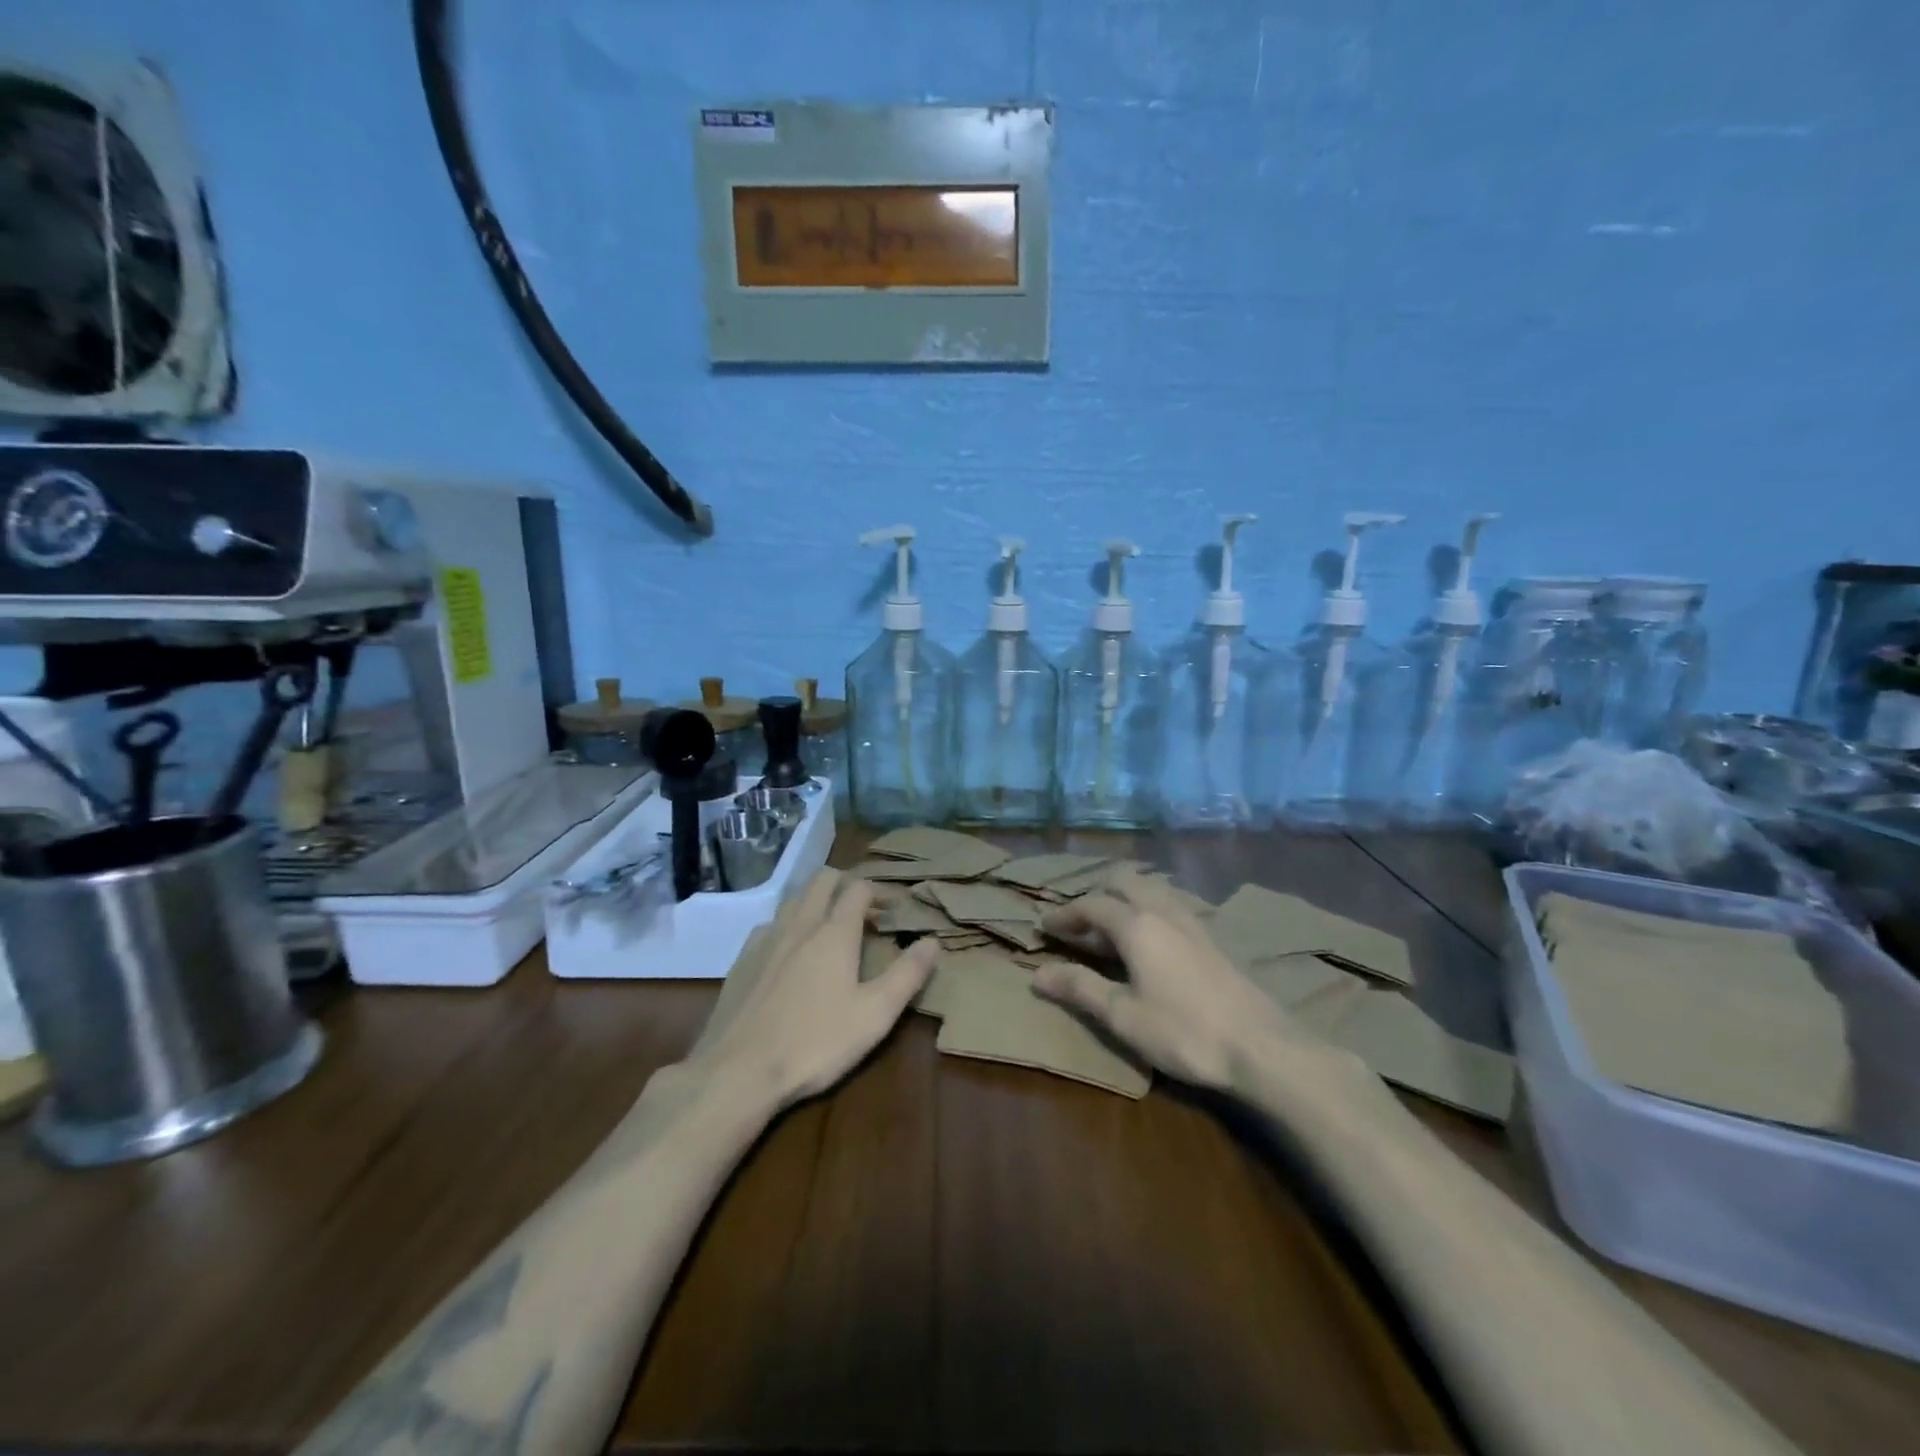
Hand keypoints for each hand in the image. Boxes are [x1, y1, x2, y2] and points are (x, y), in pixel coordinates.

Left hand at [692, 872, 936, 1109]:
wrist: (738, 1071)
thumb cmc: (815, 1042)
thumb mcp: (875, 1015)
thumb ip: (907, 975)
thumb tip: (932, 941)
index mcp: (834, 933)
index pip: (858, 889)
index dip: (877, 892)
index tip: (889, 910)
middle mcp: (799, 925)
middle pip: (821, 881)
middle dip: (843, 884)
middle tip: (860, 909)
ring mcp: (765, 940)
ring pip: (792, 900)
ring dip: (813, 902)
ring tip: (826, 928)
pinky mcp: (741, 961)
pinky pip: (768, 927)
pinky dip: (785, 928)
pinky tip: (787, 955)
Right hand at [1033, 870, 1343, 1092]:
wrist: (1263, 1047)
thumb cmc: (1184, 1031)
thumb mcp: (1123, 1016)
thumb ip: (1080, 988)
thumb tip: (1037, 975)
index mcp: (1136, 924)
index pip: (1091, 905)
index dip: (1065, 914)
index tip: (1045, 926)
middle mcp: (1163, 911)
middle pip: (1125, 882)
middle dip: (1097, 894)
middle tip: (1079, 922)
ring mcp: (1193, 921)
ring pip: (1152, 890)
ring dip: (1126, 899)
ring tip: (1112, 927)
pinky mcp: (1213, 938)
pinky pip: (1171, 906)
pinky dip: (1150, 910)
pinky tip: (1152, 941)